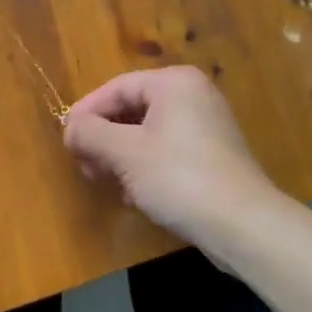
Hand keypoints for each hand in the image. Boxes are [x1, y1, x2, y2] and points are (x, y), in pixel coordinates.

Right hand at [62, 66, 279, 243]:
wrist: (245, 227)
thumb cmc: (179, 177)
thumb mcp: (125, 153)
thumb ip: (90, 134)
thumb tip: (70, 127)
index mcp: (174, 83)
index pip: (116, 88)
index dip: (86, 112)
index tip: (67, 138)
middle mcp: (193, 96)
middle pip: (132, 109)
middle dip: (104, 137)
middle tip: (84, 163)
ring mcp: (207, 126)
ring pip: (148, 133)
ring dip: (121, 155)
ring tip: (104, 181)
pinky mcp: (214, 156)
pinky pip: (167, 151)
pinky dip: (145, 166)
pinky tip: (133, 194)